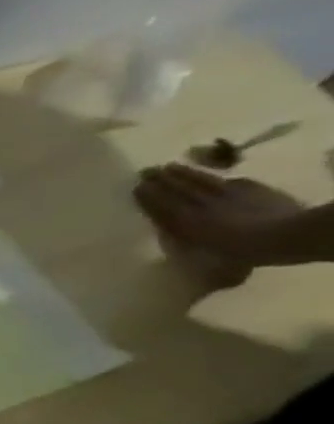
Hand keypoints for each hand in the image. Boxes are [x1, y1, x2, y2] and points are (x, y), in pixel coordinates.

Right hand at [134, 164, 305, 273]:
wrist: (287, 235)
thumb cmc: (242, 253)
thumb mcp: (204, 256)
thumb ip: (187, 245)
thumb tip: (171, 238)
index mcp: (186, 221)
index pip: (162, 204)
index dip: (148, 195)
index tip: (136, 186)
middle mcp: (202, 204)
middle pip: (178, 188)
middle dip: (161, 179)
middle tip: (146, 170)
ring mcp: (228, 193)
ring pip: (200, 180)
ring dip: (184, 173)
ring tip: (169, 166)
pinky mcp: (252, 189)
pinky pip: (231, 182)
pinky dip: (218, 179)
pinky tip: (215, 177)